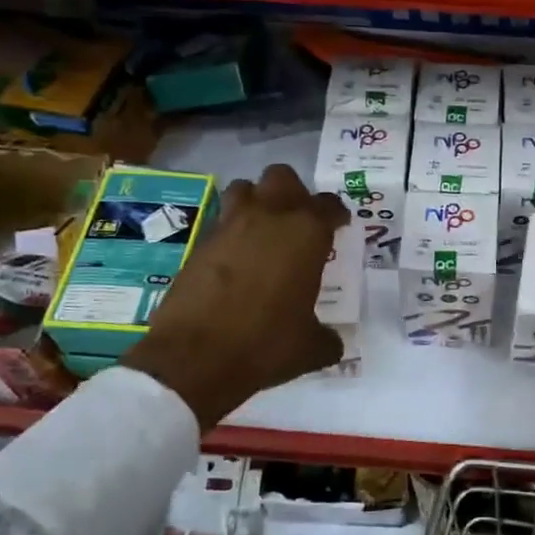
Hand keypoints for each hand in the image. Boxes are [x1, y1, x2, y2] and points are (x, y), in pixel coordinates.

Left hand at [120, 164, 347, 427]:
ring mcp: (229, 226)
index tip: (339, 226)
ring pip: (245, 189)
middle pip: (282, 177)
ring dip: (256, 201)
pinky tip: (235, 260)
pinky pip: (221, 222)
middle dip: (292, 192)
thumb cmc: (265, 344)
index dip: (336, 215)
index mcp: (306, 233)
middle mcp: (269, 217)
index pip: (329, 205)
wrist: (195, 357)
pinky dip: (231, 233)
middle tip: (298, 221)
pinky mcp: (200, 243)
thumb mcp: (310, 348)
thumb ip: (328, 337)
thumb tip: (333, 342)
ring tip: (262, 230)